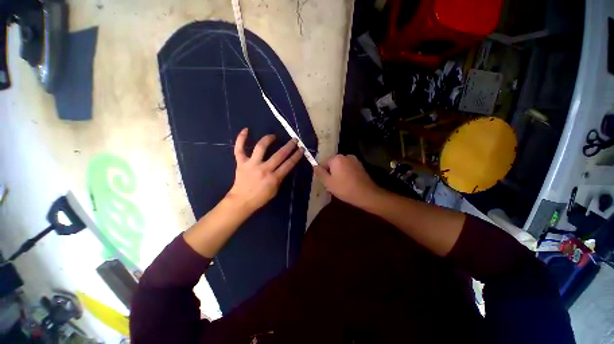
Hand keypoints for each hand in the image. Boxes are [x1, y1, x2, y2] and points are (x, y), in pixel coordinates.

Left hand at [225, 128, 303, 213]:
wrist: (241, 201)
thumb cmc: (260, 198)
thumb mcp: (275, 190)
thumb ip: (279, 178)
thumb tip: (283, 167)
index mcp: (274, 178)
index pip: (288, 164)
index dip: (296, 156)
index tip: (301, 149)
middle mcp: (264, 169)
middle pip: (279, 155)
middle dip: (289, 146)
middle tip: (294, 140)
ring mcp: (251, 164)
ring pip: (260, 148)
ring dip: (268, 139)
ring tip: (273, 136)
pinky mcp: (241, 163)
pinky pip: (239, 149)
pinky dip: (241, 139)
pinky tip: (246, 130)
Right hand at [314, 155, 382, 208]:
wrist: (366, 194)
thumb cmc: (344, 188)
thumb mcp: (328, 182)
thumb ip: (320, 173)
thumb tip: (315, 166)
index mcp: (336, 158)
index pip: (324, 163)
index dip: (323, 173)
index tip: (326, 182)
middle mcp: (345, 155)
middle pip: (333, 163)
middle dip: (331, 172)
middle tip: (333, 184)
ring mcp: (354, 160)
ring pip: (341, 166)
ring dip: (339, 172)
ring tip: (341, 184)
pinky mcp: (360, 165)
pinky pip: (349, 167)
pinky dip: (346, 173)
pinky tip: (348, 182)